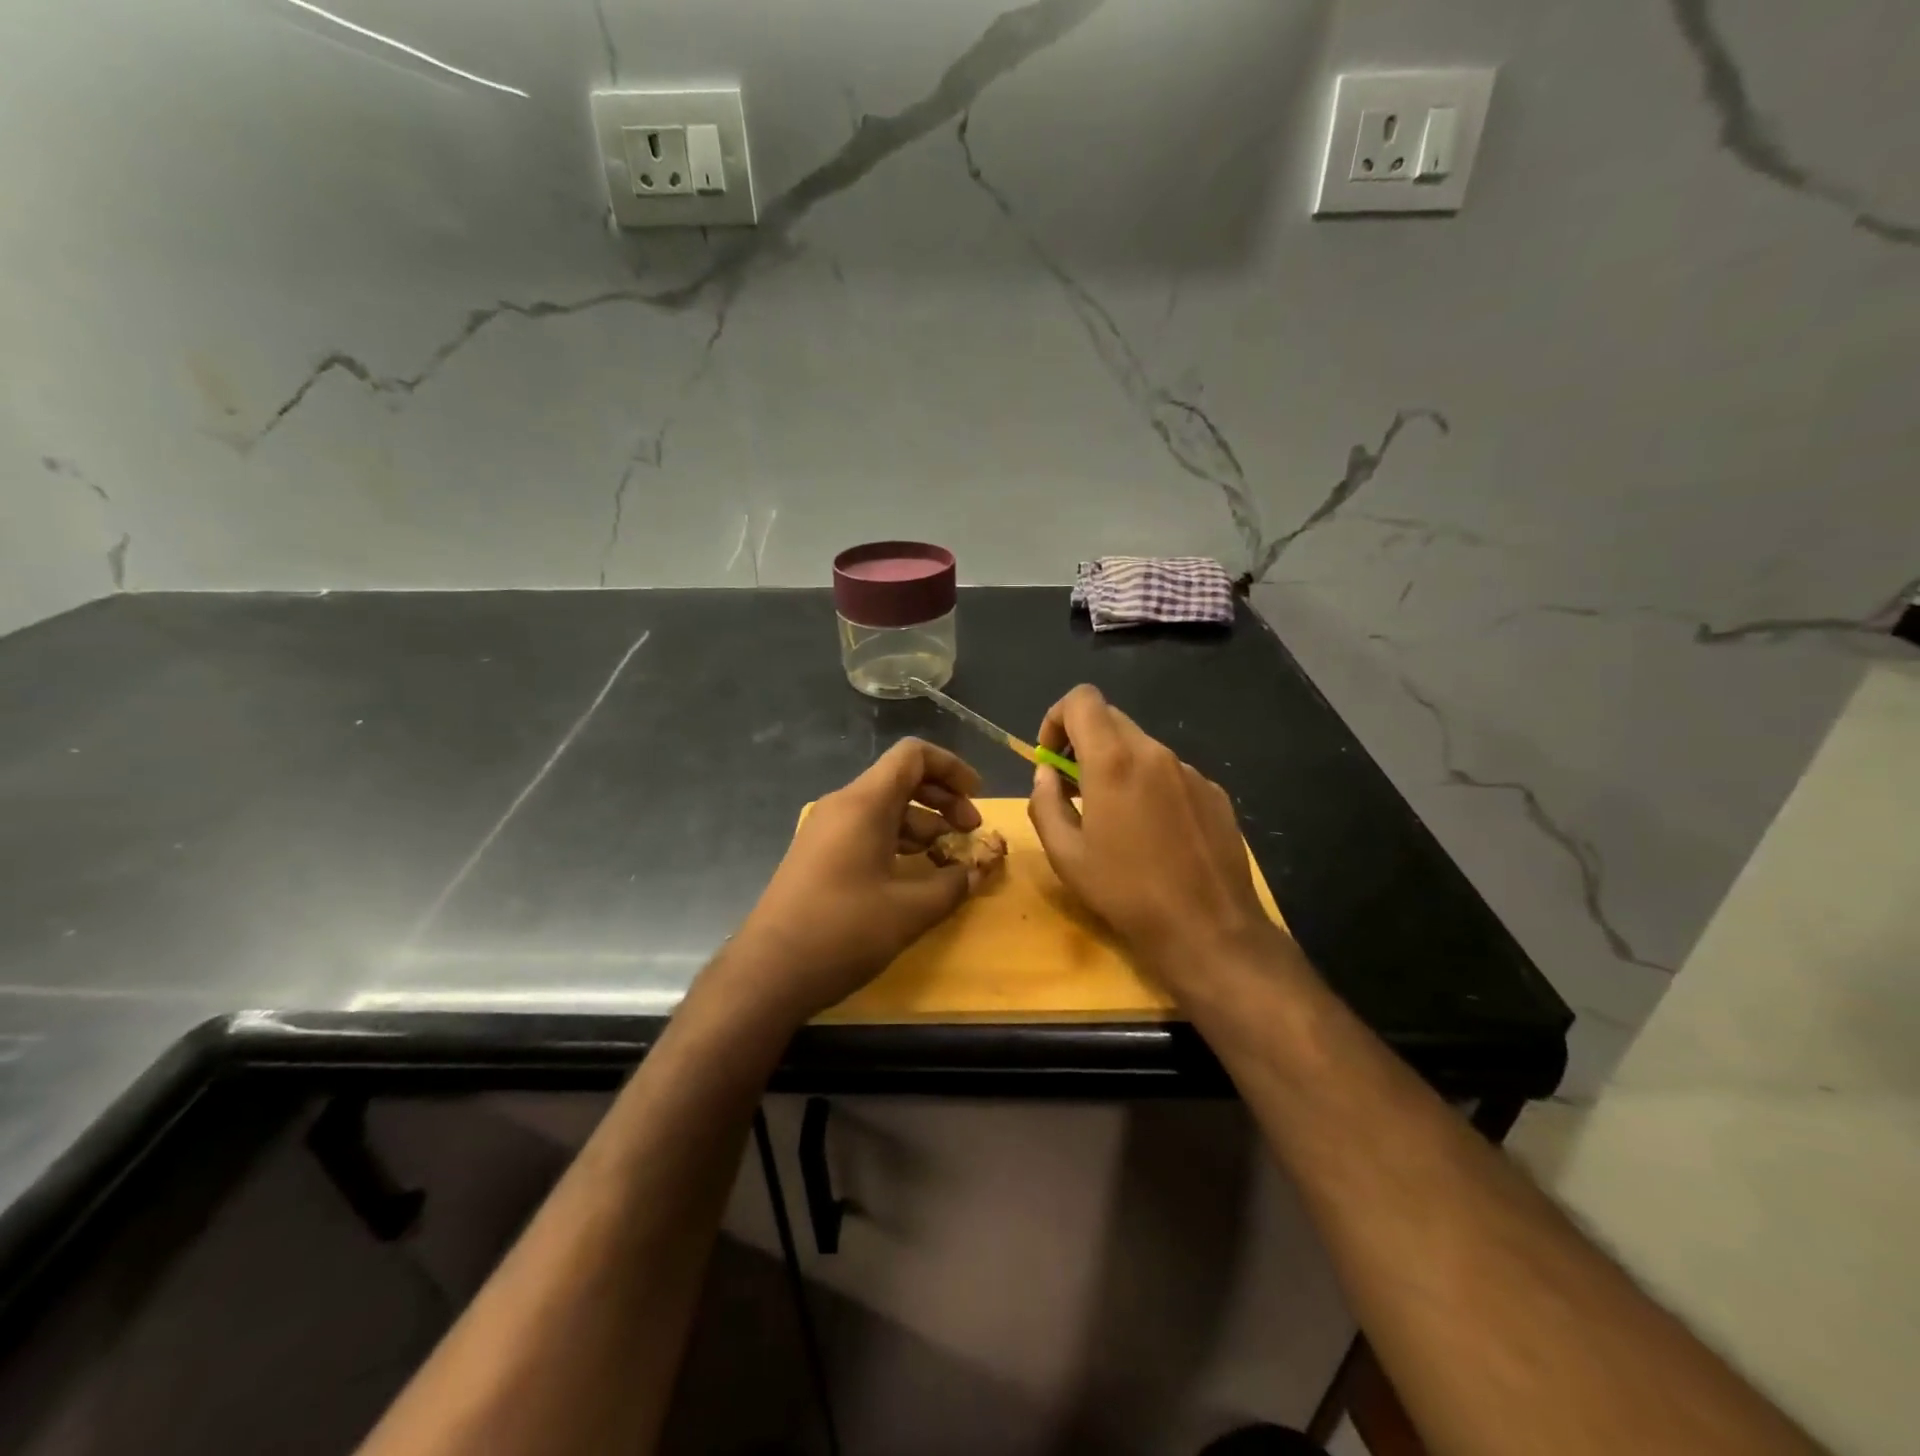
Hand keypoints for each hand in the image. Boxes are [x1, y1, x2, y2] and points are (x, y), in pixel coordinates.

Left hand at [727, 738, 985, 1025]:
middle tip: (970, 833)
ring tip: (948, 860)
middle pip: (901, 780)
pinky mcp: (818, 856)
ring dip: (922, 826)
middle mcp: (842, 806)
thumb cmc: (842, 932)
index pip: (913, 755)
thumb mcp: (909, 910)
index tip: (977, 797)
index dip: (951, 767)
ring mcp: (826, 831)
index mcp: (864, 804)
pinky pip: (866, 831)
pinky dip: (897, 843)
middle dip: (942, 800)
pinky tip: (915, 875)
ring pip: (884, 809)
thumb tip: (978, 871)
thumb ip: (953, 885)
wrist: (768, 972)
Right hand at [1027, 684, 1277, 989]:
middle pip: (1112, 719)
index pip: (1082, 699)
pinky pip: (1172, 773)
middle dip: (1084, 742)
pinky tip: (1155, 833)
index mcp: (1113, 761)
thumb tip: (1046, 775)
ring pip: (1143, 748)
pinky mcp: (1215, 793)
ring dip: (1118, 765)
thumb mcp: (1066, 854)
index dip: (1057, 717)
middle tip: (1074, 786)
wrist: (1208, 928)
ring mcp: (1191, 772)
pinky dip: (1151, 786)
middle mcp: (1155, 754)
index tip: (1051, 757)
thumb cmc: (1125, 892)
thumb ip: (1045, 803)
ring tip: (1115, 817)